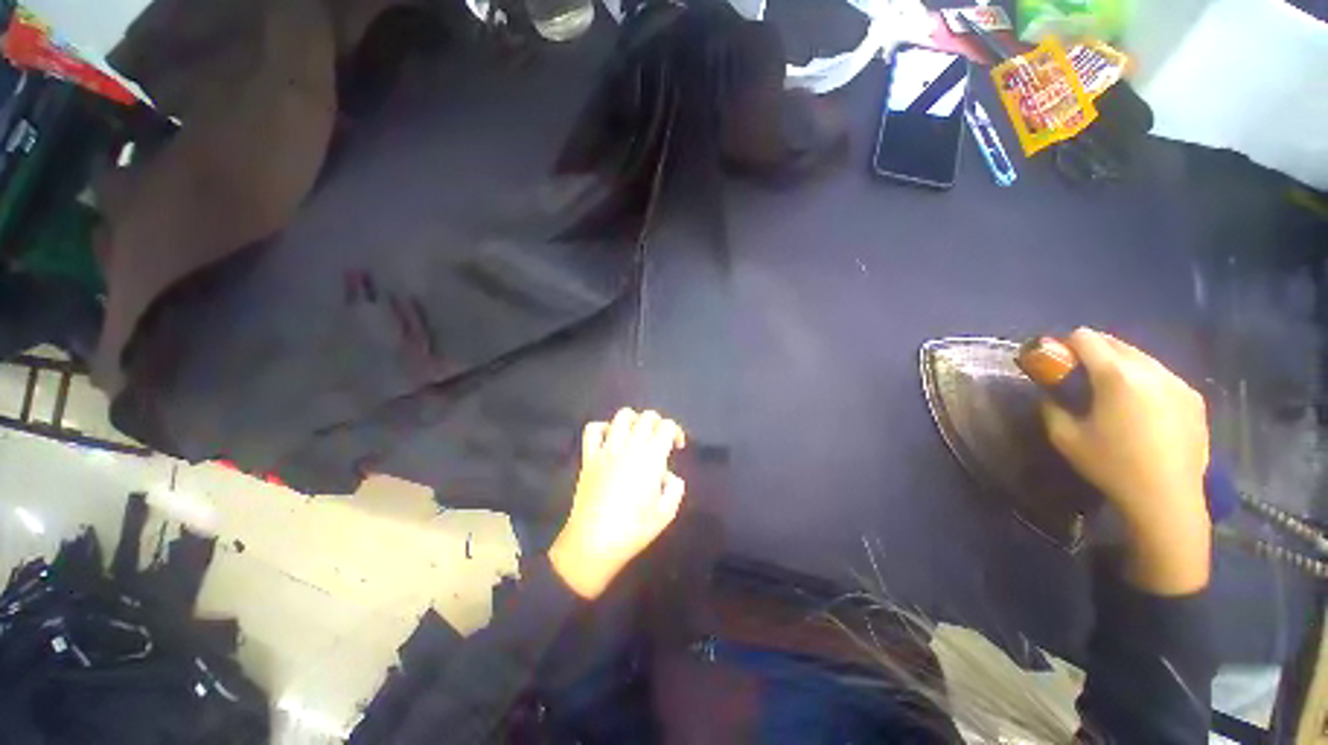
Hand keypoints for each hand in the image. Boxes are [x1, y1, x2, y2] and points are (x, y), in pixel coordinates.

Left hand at [549, 409, 686, 599]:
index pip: (667, 426)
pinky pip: (593, 429)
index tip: (677, 446)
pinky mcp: (589, 456)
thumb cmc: (634, 530)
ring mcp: (607, 449)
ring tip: (636, 434)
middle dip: (658, 423)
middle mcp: (630, 446)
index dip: (676, 431)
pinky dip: (603, 427)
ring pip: (622, 416)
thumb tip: (666, 474)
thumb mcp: (666, 513)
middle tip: (659, 438)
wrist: (594, 543)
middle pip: (647, 416)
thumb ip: (674, 488)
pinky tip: (610, 439)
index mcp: (652, 458)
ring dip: (634, 420)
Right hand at [1041, 328, 1211, 594]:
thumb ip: (1052, 407)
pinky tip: (1141, 408)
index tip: (1058, 361)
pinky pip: (1162, 375)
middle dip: (1094, 351)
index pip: (1086, 337)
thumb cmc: (1111, 466)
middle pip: (1116, 342)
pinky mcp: (1194, 398)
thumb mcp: (1064, 437)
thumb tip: (1049, 393)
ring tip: (1112, 393)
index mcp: (1117, 376)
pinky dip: (1145, 380)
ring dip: (1121, 365)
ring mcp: (1178, 382)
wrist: (1167, 499)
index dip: (1066, 344)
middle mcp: (1151, 370)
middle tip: (1081, 375)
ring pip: (1142, 357)